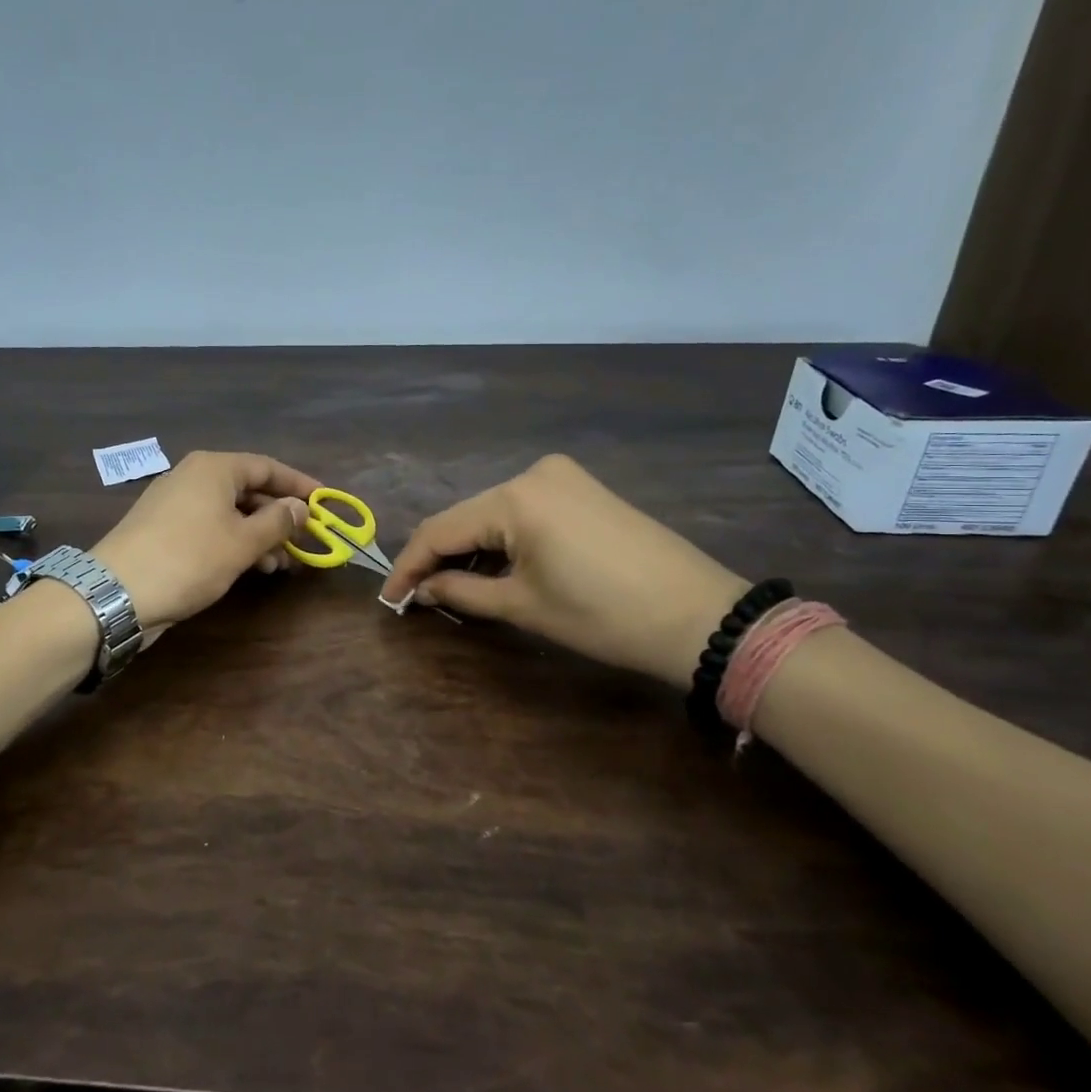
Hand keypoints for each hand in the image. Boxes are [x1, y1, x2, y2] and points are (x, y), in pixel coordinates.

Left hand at [93, 451, 319, 632]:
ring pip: (230, 511)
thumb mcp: (243, 542)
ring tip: (280, 564)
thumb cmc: (190, 558)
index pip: (267, 467)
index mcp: (214, 468)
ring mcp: (175, 502)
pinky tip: (249, 567)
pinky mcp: (164, 528)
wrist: (119, 592)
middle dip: (278, 516)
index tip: (324, 503)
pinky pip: (210, 526)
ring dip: (258, 534)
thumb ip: (277, 521)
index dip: (298, 485)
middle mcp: (193, 476)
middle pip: (248, 489)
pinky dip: (233, 542)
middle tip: (304, 541)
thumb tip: (299, 507)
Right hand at [380, 454, 746, 689]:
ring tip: (450, 587)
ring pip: (493, 513)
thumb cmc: (603, 616)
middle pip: (465, 517)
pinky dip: (502, 539)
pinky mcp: (582, 489)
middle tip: (417, 596)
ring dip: (470, 548)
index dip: (409, 566)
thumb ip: (460, 591)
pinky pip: (523, 511)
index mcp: (514, 497)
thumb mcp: (523, 606)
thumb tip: (421, 590)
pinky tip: (493, 566)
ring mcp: (562, 477)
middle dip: (438, 557)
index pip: (439, 529)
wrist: (701, 617)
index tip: (390, 599)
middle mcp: (533, 473)